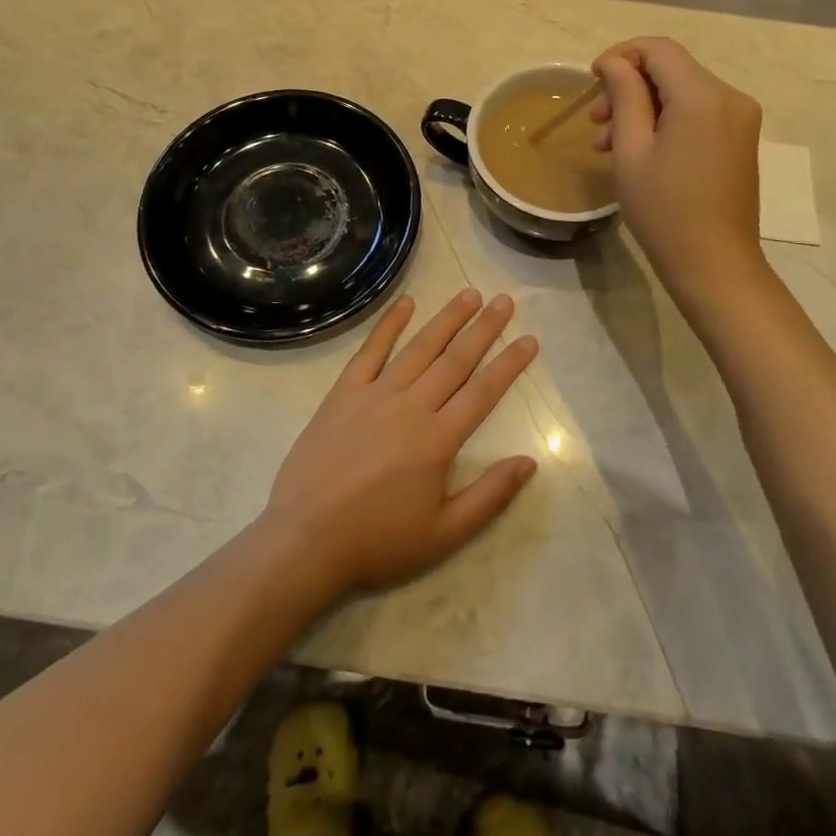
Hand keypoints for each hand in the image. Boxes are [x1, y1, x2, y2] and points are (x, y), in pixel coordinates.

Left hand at [257, 290, 538, 602]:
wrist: (305, 539)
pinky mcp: (344, 393)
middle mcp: (411, 406)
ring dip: (447, 319)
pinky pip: (371, 351)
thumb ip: (489, 496)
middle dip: (483, 329)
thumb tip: (529, 462)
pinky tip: (407, 303)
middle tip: (504, 301)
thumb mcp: (444, 534)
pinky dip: (389, 325)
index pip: (483, 392)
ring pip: (419, 348)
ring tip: (469, 294)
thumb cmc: (378, 541)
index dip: (509, 364)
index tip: (529, 340)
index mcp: (438, 440)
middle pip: (455, 360)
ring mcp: (375, 394)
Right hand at [591, 37, 766, 305]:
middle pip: (671, 69)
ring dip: (643, 106)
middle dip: (628, 87)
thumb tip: (614, 62)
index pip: (658, 49)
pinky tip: (641, 150)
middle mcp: (730, 97)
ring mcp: (740, 118)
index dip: (621, 56)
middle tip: (595, 123)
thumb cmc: (664, 211)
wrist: (715, 265)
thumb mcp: (631, 150)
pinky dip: (667, 120)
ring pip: (682, 90)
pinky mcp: (741, 137)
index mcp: (703, 96)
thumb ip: (624, 95)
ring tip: (609, 144)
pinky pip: (698, 111)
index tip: (592, 81)